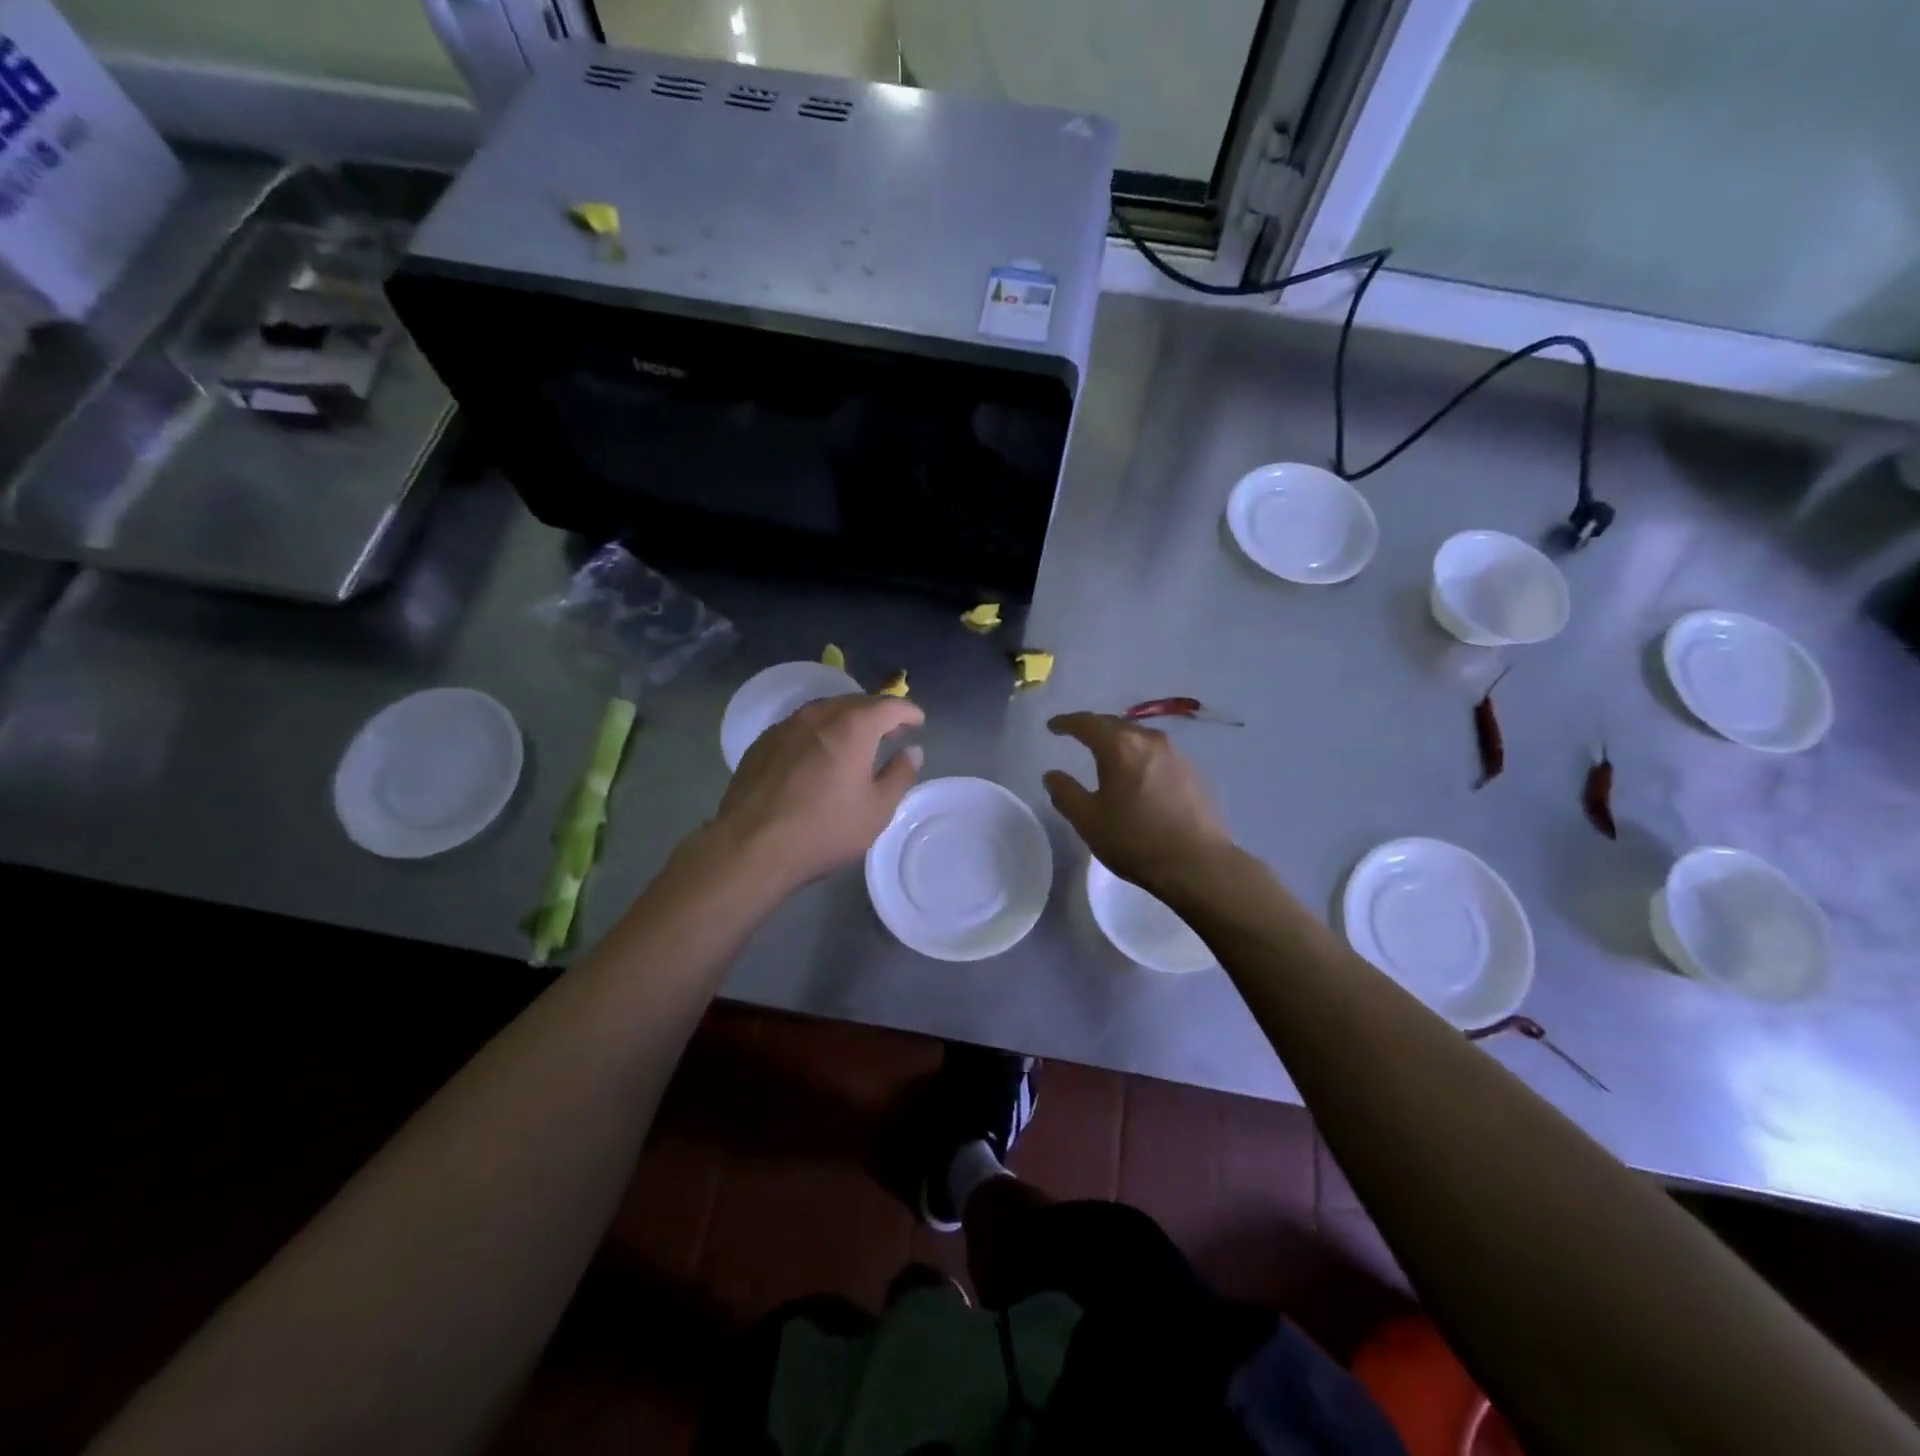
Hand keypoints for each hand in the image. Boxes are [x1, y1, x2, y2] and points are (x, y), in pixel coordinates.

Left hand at [712, 695, 924, 892]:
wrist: (751, 847)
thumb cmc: (824, 830)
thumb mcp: (877, 810)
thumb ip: (900, 775)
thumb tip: (912, 751)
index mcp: (852, 726)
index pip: (889, 705)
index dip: (908, 711)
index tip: (918, 721)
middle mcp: (818, 715)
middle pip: (855, 702)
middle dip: (877, 713)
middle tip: (891, 732)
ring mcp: (785, 726)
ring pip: (824, 711)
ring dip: (845, 720)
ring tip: (856, 741)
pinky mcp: (762, 743)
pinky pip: (800, 726)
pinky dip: (818, 732)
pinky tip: (818, 755)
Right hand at [1043, 713, 1232, 895]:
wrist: (1198, 864)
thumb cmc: (1135, 840)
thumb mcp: (1088, 820)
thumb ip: (1065, 793)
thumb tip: (1052, 775)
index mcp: (1120, 746)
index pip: (1087, 723)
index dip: (1066, 722)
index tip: (1053, 726)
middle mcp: (1150, 740)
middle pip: (1115, 725)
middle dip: (1094, 729)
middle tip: (1077, 736)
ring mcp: (1176, 755)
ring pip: (1140, 739)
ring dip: (1120, 743)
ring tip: (1108, 756)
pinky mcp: (1194, 773)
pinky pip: (1158, 755)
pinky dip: (1141, 758)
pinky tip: (1138, 777)